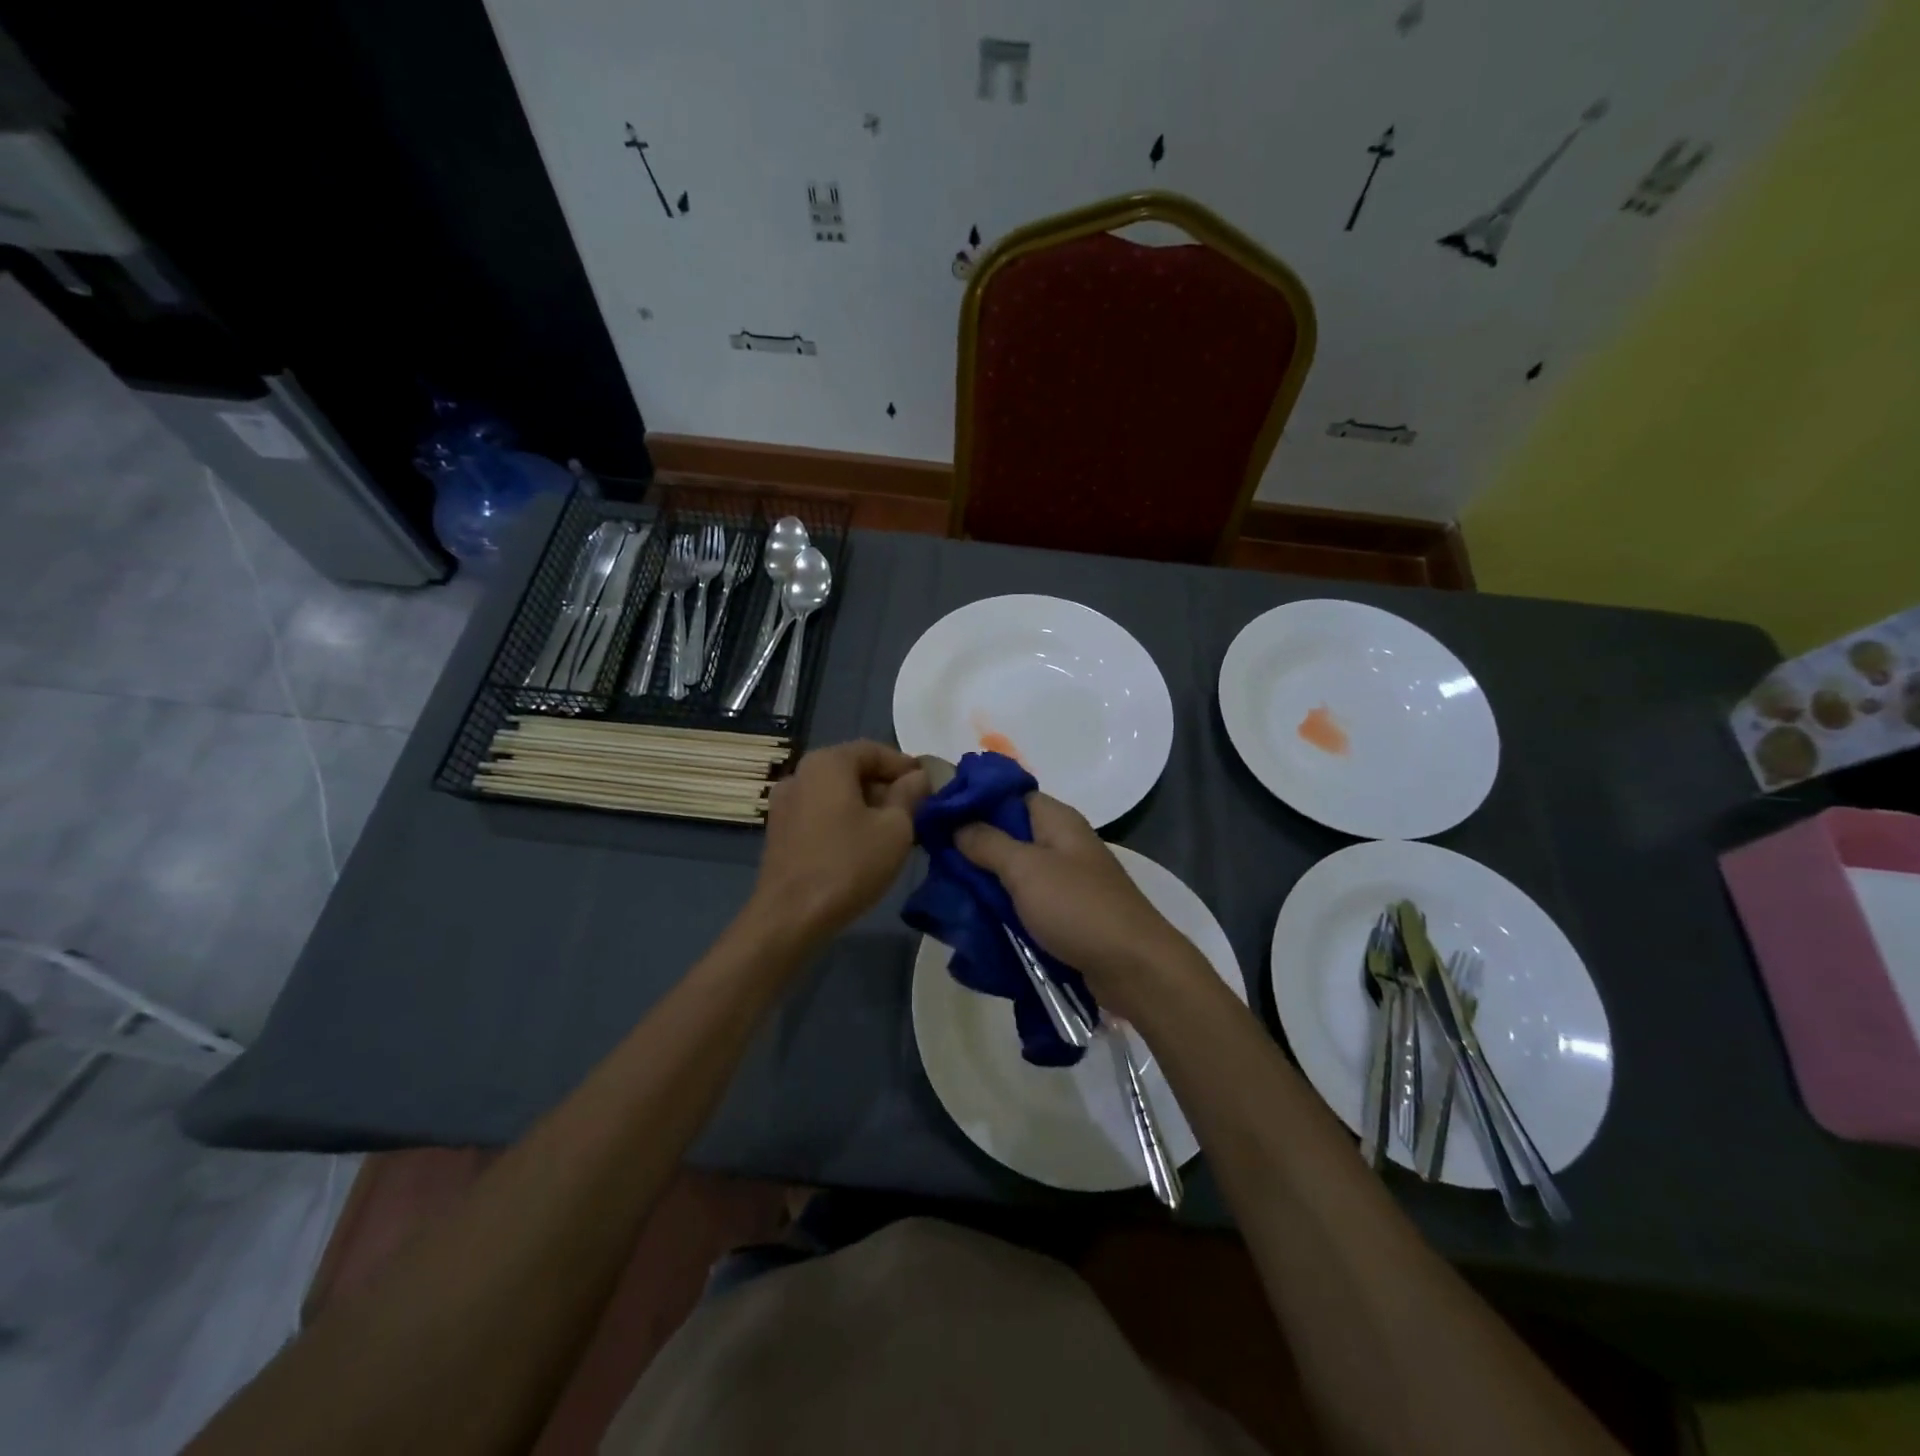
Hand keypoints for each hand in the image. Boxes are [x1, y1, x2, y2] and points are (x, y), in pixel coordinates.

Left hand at [753, 740, 929, 942]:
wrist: (790, 916)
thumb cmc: (848, 864)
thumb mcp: (895, 828)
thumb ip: (910, 795)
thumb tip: (918, 777)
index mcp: (827, 763)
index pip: (874, 750)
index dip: (905, 766)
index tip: (929, 786)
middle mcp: (800, 774)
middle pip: (853, 770)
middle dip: (887, 786)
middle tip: (917, 810)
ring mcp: (785, 803)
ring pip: (836, 793)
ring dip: (867, 805)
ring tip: (895, 831)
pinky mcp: (779, 831)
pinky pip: (820, 813)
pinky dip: (845, 819)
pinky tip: (864, 844)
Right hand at [955, 794, 1192, 1015]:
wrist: (1133, 967)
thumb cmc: (1078, 907)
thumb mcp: (1025, 869)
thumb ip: (987, 843)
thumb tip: (957, 824)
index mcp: (1057, 820)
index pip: (1010, 794)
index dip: (975, 800)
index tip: (938, 814)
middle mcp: (1062, 843)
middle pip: (1010, 833)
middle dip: (974, 844)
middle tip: (935, 858)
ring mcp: (1066, 879)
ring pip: (1015, 869)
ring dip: (987, 879)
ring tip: (948, 888)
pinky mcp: (1066, 912)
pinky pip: (1026, 900)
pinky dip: (1004, 905)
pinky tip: (977, 914)